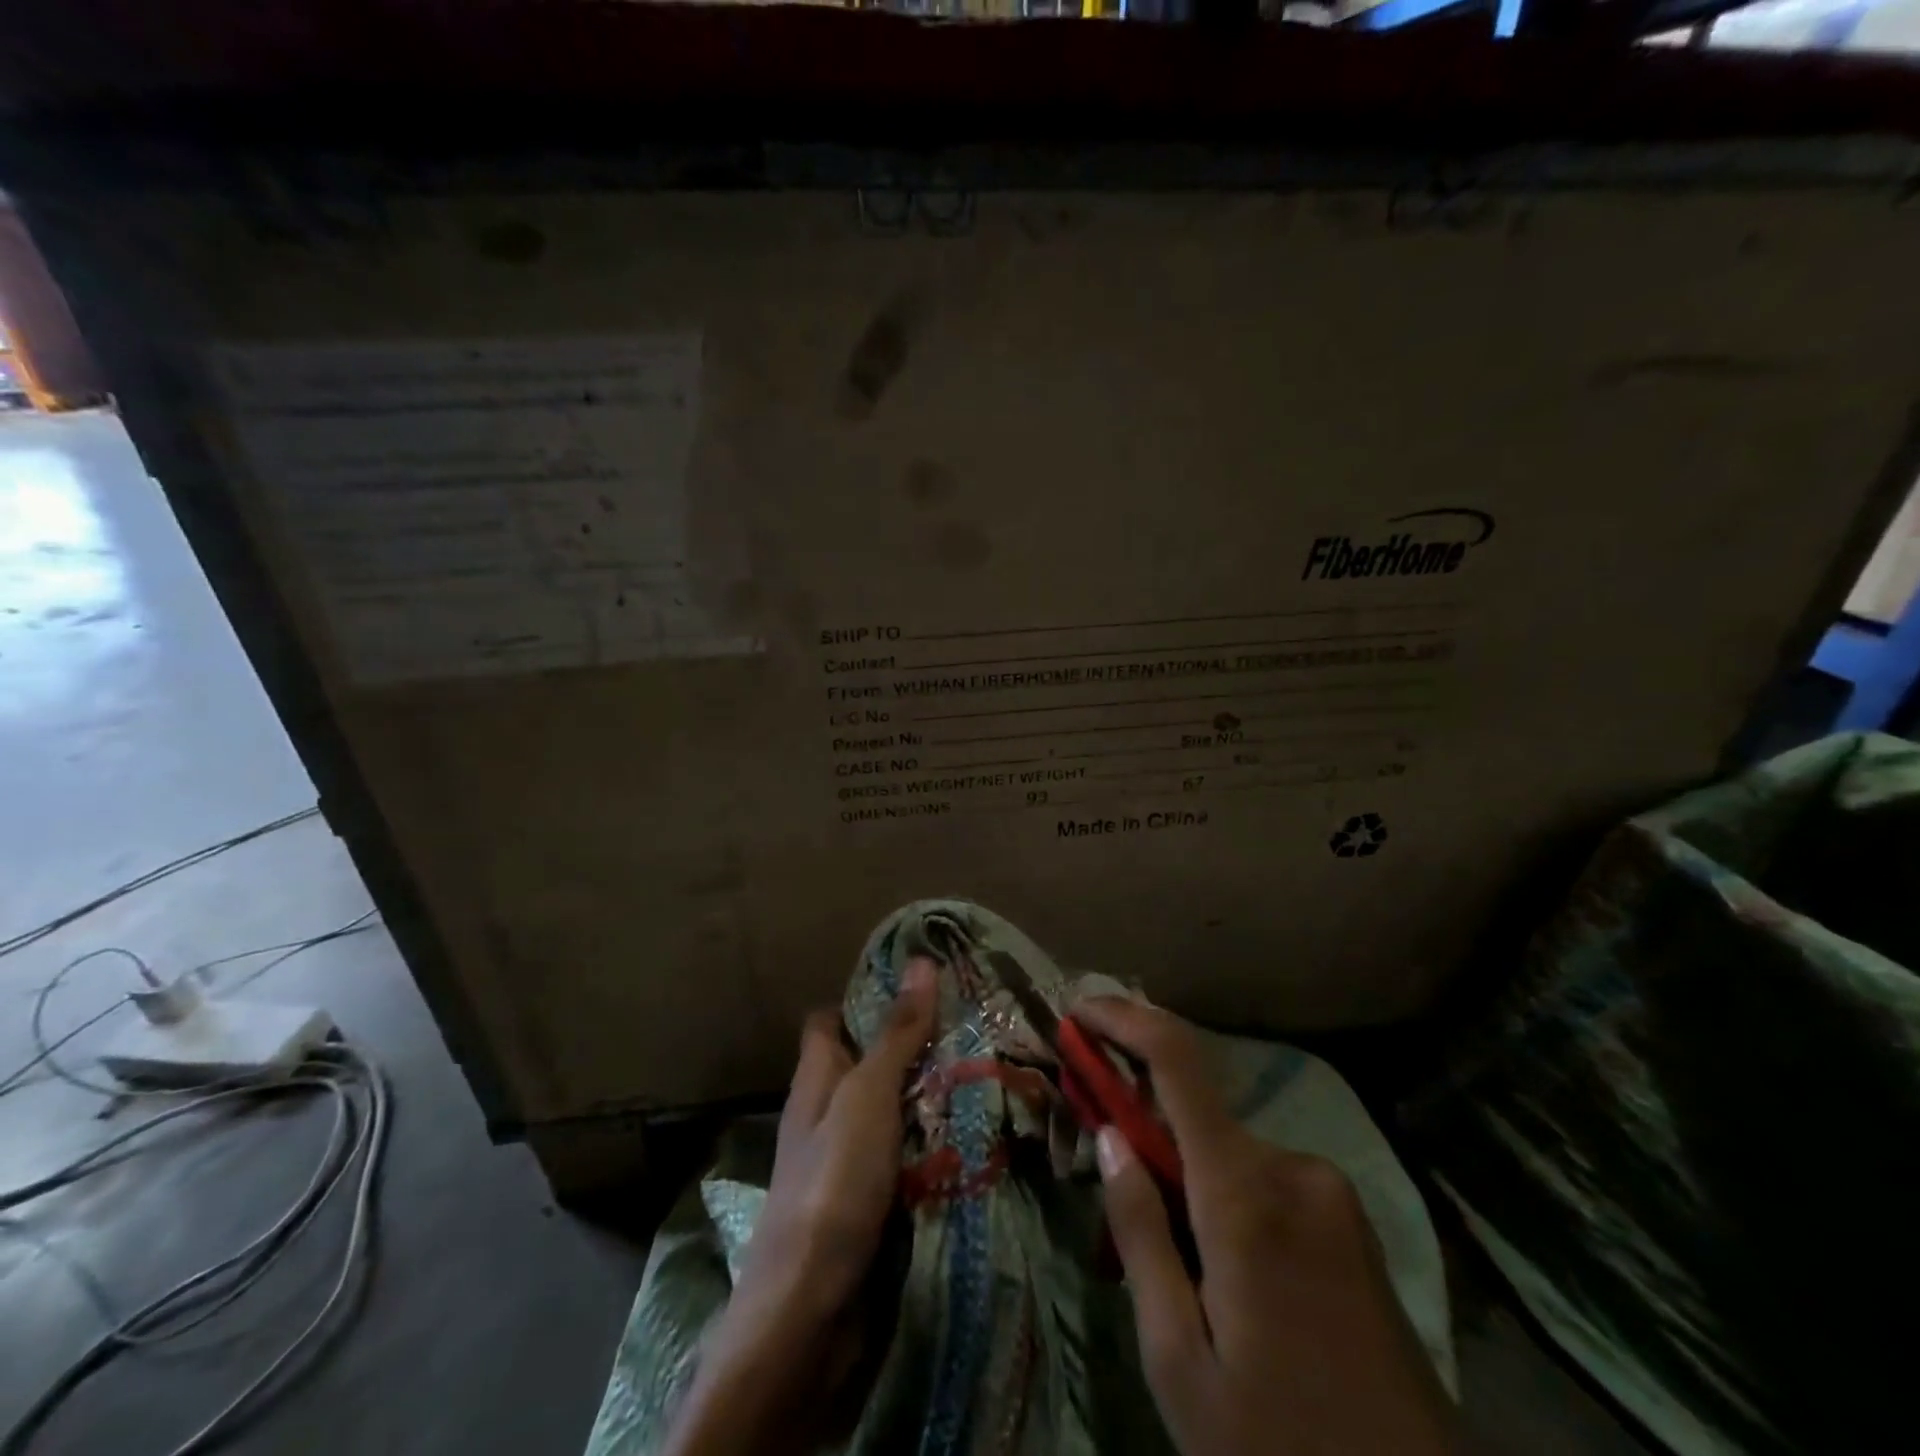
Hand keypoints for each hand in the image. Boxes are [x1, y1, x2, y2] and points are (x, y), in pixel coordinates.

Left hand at [664, 959, 936, 1455]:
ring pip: (891, 1108)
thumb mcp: (867, 1096)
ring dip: (929, 1094)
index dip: (866, 997)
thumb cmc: (832, 1183)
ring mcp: (846, 1158)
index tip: (920, 984)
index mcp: (816, 1077)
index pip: (831, 1019)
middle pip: (867, 1061)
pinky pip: (903, 1153)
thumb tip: (921, 961)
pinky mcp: (867, 1199)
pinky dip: (931, 1140)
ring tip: (986, 1069)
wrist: (808, 1309)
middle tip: (972, 1025)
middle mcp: (827, 1111)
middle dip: (913, 1045)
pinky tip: (971, 1133)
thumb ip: (895, 1034)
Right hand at [1075, 998, 1457, 1455]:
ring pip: (1228, 1152)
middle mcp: (1292, 1167)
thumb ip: (1139, 1232)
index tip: (1078, 1008)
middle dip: (1143, 1129)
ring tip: (1172, 1271)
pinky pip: (1265, 1179)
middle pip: (1195, 1112)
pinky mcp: (1350, 1218)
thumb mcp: (1178, 1360)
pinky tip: (1223, 1277)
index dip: (1123, 1019)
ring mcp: (1330, 1190)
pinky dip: (1224, 1196)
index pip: (1176, 1060)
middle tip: (1110, 1197)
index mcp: (1245, 1192)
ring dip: (1185, 1177)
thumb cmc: (1278, 1446)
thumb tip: (1110, 1136)